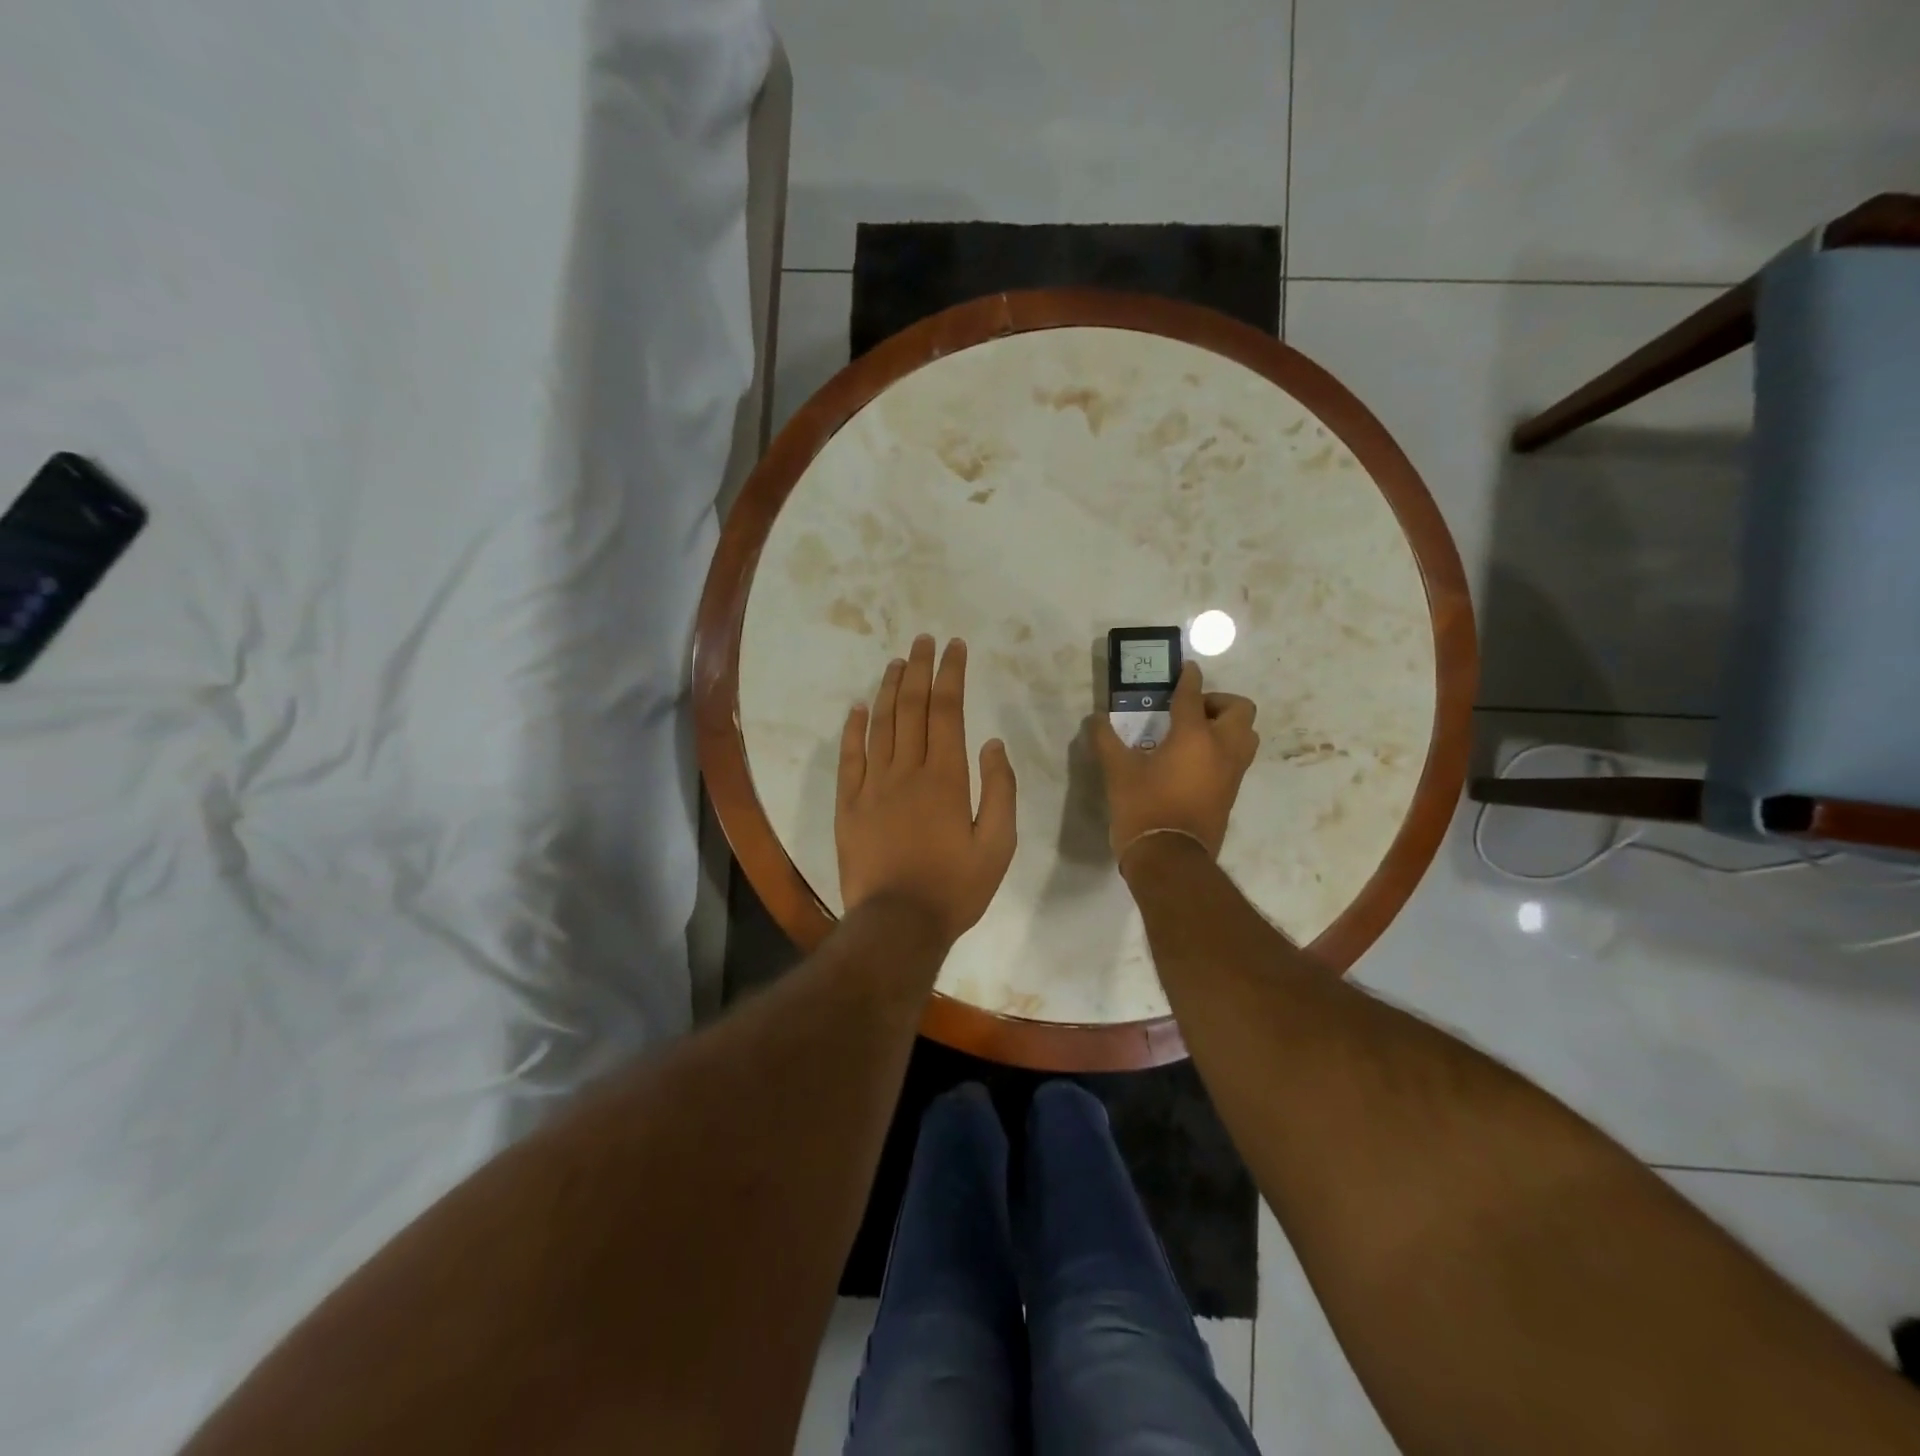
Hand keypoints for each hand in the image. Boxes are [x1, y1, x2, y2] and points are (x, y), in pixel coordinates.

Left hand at [836, 635, 1017, 946]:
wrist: (897, 924)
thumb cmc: (955, 888)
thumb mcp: (998, 845)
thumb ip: (1000, 790)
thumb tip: (992, 743)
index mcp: (946, 777)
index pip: (947, 710)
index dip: (951, 674)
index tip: (954, 647)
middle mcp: (906, 771)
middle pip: (911, 707)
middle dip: (919, 668)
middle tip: (923, 640)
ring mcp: (872, 786)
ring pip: (880, 725)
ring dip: (888, 689)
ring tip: (895, 662)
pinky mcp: (848, 806)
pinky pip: (849, 758)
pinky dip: (853, 729)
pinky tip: (857, 708)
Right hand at [1092, 661, 1258, 863]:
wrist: (1170, 859)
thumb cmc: (1143, 807)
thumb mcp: (1117, 771)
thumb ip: (1106, 740)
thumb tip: (1095, 719)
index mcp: (1195, 736)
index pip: (1194, 695)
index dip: (1189, 678)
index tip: (1186, 669)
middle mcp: (1222, 748)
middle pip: (1239, 710)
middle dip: (1218, 702)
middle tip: (1190, 710)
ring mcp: (1232, 773)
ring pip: (1245, 735)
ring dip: (1227, 726)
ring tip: (1195, 735)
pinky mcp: (1231, 793)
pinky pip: (1237, 758)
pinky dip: (1223, 749)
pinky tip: (1193, 760)